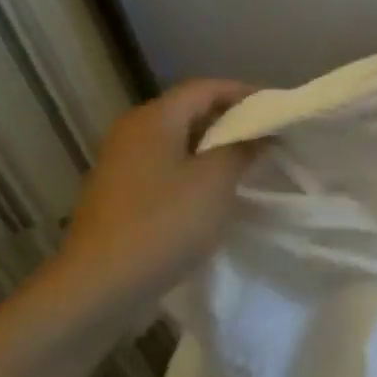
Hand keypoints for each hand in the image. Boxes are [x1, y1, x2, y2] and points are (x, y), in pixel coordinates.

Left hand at [50, 79, 261, 317]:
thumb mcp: (216, 181)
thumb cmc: (163, 223)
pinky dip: (195, 172)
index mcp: (153, 120)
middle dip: (231, 121)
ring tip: (250, 164)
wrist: (99, 288)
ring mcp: (122, 166)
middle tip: (268, 136)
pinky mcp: (121, 196)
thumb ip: (243, 149)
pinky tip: (217, 194)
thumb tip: (259, 133)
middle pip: (190, 112)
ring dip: (214, 149)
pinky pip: (167, 169)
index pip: (205, 88)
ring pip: (179, 143)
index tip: (277, 109)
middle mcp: (132, 134)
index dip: (244, 93)